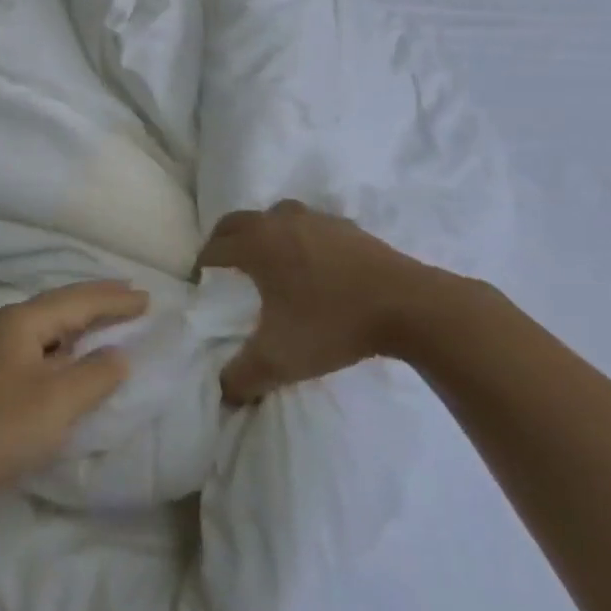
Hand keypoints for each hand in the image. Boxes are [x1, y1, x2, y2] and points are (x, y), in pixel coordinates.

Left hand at [0, 282, 146, 512]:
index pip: (77, 301)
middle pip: (59, 306)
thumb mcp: (57, 402)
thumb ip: (95, 374)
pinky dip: (63, 346)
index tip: (148, 298)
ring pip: (47, 327)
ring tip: (107, 321)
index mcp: (21, 321)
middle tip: (130, 297)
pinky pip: (37, 348)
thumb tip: (118, 354)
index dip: (114, 299)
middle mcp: (5, 326)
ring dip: (79, 323)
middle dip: (96, 302)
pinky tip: (69, 357)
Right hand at [197, 200, 462, 403]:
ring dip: (262, 232)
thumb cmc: (333, 324)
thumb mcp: (280, 360)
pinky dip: (298, 236)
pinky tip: (311, 262)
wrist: (409, 306)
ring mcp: (315, 219)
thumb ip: (243, 377)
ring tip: (267, 258)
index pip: (214, 247)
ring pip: (273, 216)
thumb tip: (224, 393)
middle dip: (223, 239)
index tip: (201, 282)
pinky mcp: (346, 227)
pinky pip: (308, 224)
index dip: (203, 264)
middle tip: (223, 263)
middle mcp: (278, 222)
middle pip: (236, 222)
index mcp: (256, 245)